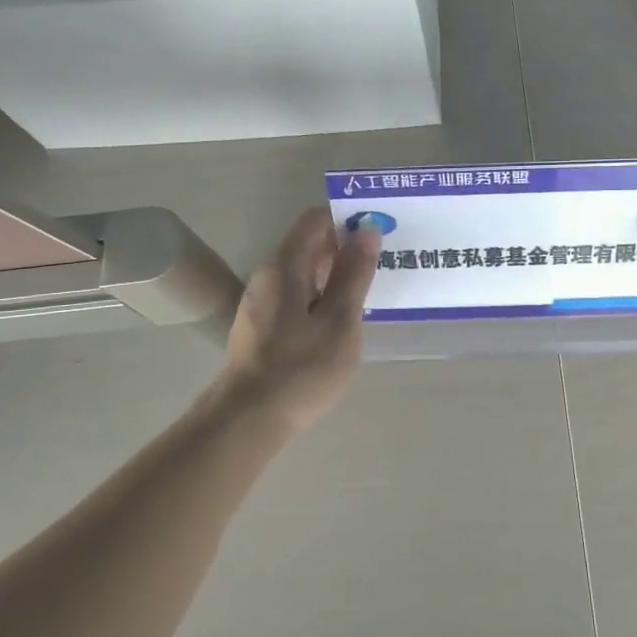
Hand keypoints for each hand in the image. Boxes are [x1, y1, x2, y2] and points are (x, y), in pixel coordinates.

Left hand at [218, 207, 378, 433]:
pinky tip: (343, 318)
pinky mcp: (263, 327)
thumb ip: (354, 273)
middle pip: (309, 244)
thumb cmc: (302, 367)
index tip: (382, 229)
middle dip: (346, 245)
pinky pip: (298, 296)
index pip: (316, 219)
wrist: (249, 419)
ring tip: (372, 288)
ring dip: (336, 273)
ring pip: (304, 272)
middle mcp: (269, 275)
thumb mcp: (340, 319)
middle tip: (387, 259)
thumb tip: (367, 229)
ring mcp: (262, 303)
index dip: (349, 217)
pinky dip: (323, 295)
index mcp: (285, 265)